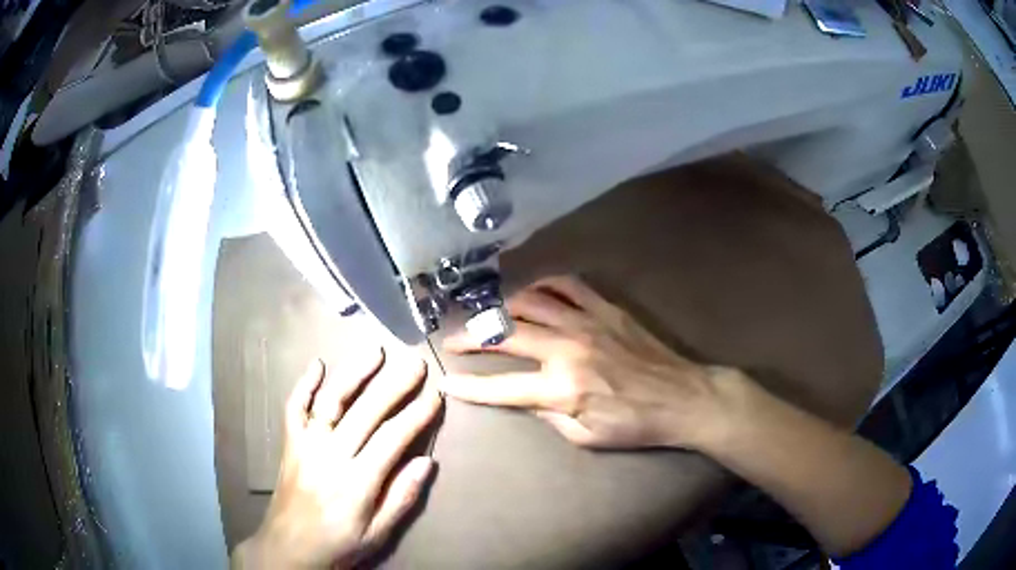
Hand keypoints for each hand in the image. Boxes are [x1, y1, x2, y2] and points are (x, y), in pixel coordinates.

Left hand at [233, 349, 441, 568]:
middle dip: (393, 386)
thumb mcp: (377, 535)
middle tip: (415, 364)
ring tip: (374, 352)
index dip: (416, 416)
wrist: (288, 548)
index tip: (435, 396)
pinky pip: (294, 408)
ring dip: (353, 374)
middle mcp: (330, 456)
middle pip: (365, 413)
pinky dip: (304, 384)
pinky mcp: (289, 444)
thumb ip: (401, 498)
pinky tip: (317, 364)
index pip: (391, 439)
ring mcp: (306, 446)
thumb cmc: (338, 545)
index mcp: (356, 483)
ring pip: (330, 402)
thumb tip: (427, 462)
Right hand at [442, 275, 740, 449]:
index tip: (446, 379)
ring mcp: (586, 322)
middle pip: (505, 335)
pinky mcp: (605, 308)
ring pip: (530, 302)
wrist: (682, 397)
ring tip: (488, 314)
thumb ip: (548, 415)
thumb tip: (524, 397)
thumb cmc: (635, 425)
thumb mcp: (586, 437)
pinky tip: (533, 292)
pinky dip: (544, 284)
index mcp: (561, 388)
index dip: (468, 385)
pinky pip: (567, 285)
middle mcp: (566, 349)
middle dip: (471, 337)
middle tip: (453, 339)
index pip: (500, 387)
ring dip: (501, 307)